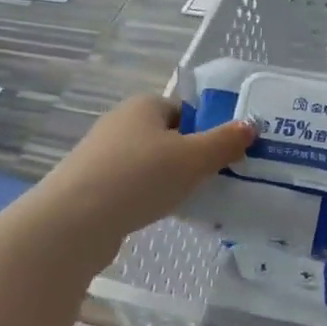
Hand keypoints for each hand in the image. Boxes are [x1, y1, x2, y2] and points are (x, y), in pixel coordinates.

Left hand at [38, 95, 254, 257]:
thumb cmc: (140, 177)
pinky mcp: (92, 184)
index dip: (208, 129)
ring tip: (192, 201)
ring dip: (170, 179)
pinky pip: (133, 185)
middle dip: (191, 157)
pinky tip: (160, 214)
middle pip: (168, 137)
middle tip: (216, 179)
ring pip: (150, 163)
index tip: (225, 155)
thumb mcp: (193, 158)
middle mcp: (121, 122)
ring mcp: (103, 155)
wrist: (75, 220)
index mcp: (144, 105)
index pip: (185, 109)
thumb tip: (251, 125)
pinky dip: (149, 196)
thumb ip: (225, 141)